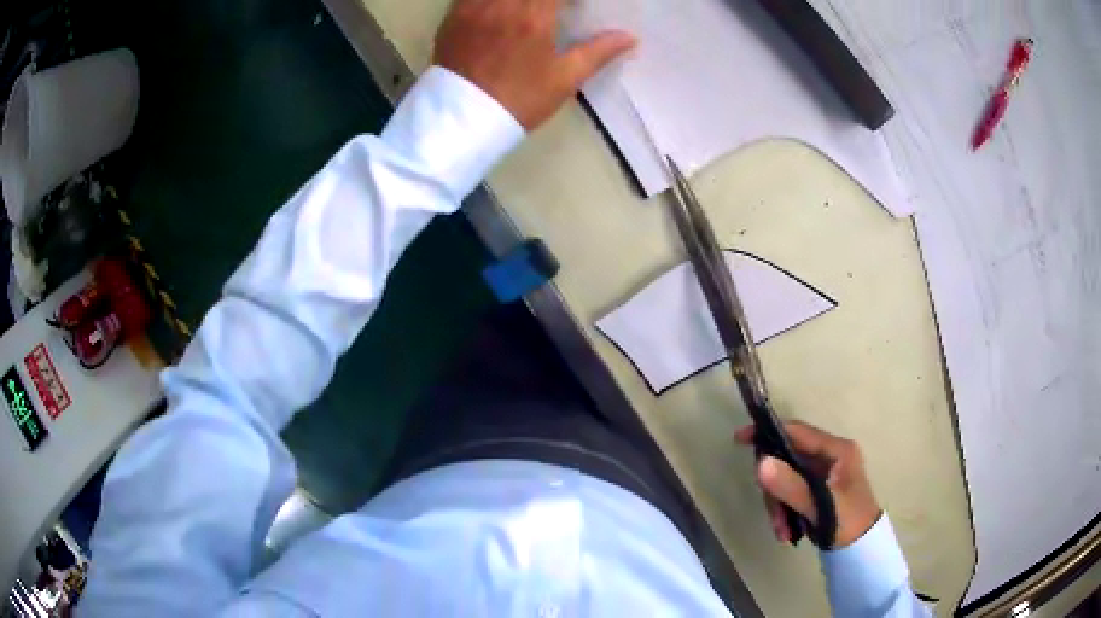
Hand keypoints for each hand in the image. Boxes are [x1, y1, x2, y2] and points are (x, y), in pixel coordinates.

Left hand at [433, 0, 636, 130]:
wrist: (464, 121)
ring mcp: (473, 7)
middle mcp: (502, 3)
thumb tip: (630, 38)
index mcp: (534, 16)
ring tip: (527, 10)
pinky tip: (501, 9)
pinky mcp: (453, 16)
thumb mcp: (565, 79)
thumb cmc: (520, 100)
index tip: (576, 5)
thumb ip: (598, 52)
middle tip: (552, 9)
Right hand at [735, 421, 880, 548]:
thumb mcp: (821, 505)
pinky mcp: (817, 490)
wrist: (863, 550)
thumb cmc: (849, 522)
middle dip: (776, 489)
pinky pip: (791, 492)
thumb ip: (791, 485)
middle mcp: (830, 456)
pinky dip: (785, 510)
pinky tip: (787, 531)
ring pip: (787, 479)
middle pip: (788, 459)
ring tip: (783, 531)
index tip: (741, 439)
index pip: (798, 432)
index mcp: (837, 450)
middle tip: (774, 515)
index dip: (769, 433)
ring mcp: (823, 473)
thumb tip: (759, 463)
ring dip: (779, 506)